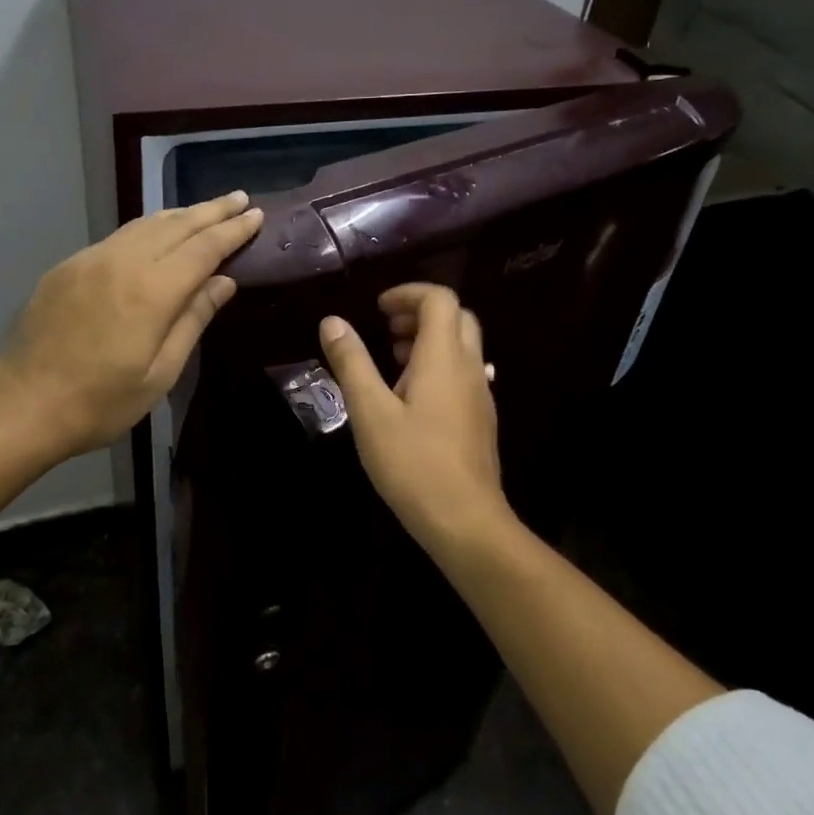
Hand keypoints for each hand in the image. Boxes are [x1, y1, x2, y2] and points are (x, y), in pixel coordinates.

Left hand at [0, 192, 263, 462]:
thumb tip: (224, 281)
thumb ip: (193, 320)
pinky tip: (157, 234)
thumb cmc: (101, 403)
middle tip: (240, 198)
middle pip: (176, 225)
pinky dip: (147, 229)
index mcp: (150, 292)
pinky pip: (118, 238)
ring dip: (180, 214)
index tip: (257, 215)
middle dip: (212, 210)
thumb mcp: (161, 373)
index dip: (232, 230)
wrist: (22, 407)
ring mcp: (89, 260)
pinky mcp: (67, 267)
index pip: (203, 248)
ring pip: (144, 225)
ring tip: (206, 210)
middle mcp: (121, 262)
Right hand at [318, 284, 514, 552]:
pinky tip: (411, 398)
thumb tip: (332, 322)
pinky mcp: (481, 419)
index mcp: (444, 358)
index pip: (440, 299)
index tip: (378, 308)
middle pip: (457, 317)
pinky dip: (438, 366)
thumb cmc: (413, 463)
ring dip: (429, 340)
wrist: (466, 520)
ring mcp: (480, 394)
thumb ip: (351, 363)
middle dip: (420, 313)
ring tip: (392, 360)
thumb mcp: (370, 412)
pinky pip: (464, 373)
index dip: (408, 293)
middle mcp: (469, 368)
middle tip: (386, 329)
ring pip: (462, 347)